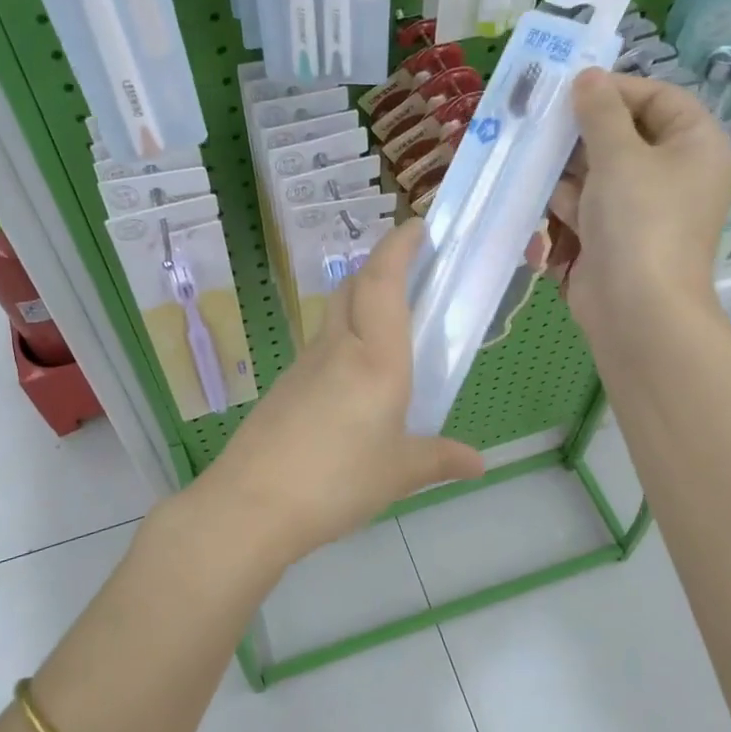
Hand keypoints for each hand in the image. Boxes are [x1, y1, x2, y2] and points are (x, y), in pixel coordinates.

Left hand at [195, 220, 484, 568]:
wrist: (252, 504)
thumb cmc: (336, 482)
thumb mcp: (399, 474)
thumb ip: (440, 459)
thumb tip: (478, 463)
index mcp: (376, 359)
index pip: (384, 282)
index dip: (400, 247)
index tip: (419, 226)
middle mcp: (339, 349)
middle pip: (354, 287)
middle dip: (382, 267)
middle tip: (413, 273)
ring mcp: (306, 365)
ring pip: (336, 315)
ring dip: (361, 303)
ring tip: (392, 327)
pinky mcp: (287, 386)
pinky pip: (323, 348)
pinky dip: (345, 341)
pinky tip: (357, 380)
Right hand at [548, 69, 730, 341]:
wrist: (636, 308)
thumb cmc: (639, 220)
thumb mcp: (619, 154)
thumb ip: (600, 111)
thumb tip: (588, 77)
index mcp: (696, 146)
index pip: (659, 98)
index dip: (616, 89)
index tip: (572, 89)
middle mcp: (675, 173)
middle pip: (625, 135)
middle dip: (581, 132)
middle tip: (540, 118)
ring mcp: (643, 208)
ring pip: (599, 171)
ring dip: (566, 167)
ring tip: (530, 155)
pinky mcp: (615, 235)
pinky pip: (588, 204)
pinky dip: (564, 200)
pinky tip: (534, 193)